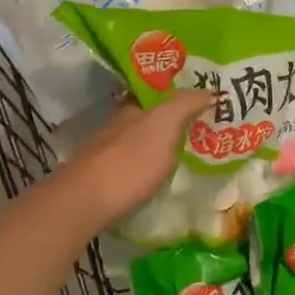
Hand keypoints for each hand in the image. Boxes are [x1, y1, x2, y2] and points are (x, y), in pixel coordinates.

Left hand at [44, 92, 214, 234]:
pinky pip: (135, 167)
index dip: (178, 94)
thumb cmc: (130, 161)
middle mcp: (118, 127)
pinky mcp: (104, 181)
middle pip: (148, 118)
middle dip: (172, 120)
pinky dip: (150, 167)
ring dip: (161, 145)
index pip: (156, 93)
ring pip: (140, 143)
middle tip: (203, 128)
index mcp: (132, 109)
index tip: (203, 101)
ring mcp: (108, 155)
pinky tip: (162, 177)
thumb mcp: (164, 125)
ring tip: (190, 154)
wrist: (85, 203)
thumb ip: (185, 104)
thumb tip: (209, 91)